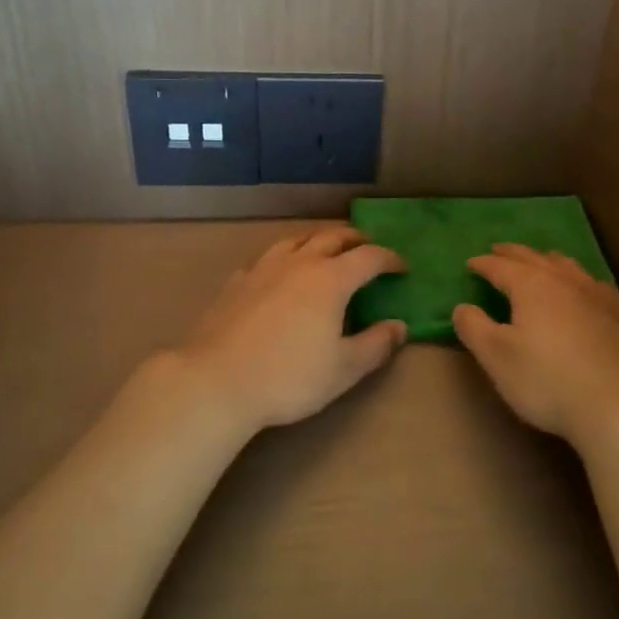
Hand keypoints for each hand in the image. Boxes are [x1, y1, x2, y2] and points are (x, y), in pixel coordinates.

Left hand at [171, 226, 406, 434]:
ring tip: (325, 248)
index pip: (369, 257)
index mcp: (330, 279)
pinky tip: (278, 272)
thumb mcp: (343, 370)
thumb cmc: (289, 377)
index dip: (389, 259)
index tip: (402, 267)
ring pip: (296, 240)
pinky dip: (283, 258)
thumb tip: (399, 326)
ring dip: (317, 239)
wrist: (216, 381)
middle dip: (355, 239)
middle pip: (332, 237)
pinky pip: (266, 258)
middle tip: (366, 247)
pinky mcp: (236, 282)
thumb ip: (376, 345)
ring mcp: (263, 269)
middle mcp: (299, 263)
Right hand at [453, 244, 618, 445]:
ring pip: (567, 266)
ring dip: (547, 259)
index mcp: (531, 286)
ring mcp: (596, 295)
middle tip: (499, 249)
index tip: (471, 263)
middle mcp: (564, 281)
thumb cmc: (549, 380)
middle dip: (513, 253)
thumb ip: (474, 328)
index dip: (483, 264)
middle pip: (534, 258)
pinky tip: (584, 288)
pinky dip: (578, 278)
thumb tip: (462, 307)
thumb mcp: (497, 358)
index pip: (500, 267)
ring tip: (540, 259)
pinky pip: (593, 283)